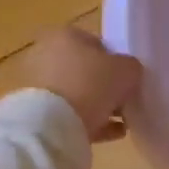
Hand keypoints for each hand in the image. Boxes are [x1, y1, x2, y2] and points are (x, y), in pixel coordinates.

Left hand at [19, 28, 141, 142]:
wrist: (55, 123)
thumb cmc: (92, 84)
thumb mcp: (127, 70)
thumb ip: (131, 67)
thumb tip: (128, 73)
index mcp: (65, 35)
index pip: (98, 44)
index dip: (117, 62)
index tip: (128, 80)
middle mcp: (46, 54)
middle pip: (86, 70)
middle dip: (105, 86)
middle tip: (124, 101)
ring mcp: (39, 83)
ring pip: (77, 93)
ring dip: (99, 105)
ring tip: (121, 121)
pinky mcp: (37, 110)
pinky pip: (69, 113)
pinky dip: (89, 121)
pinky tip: (111, 133)